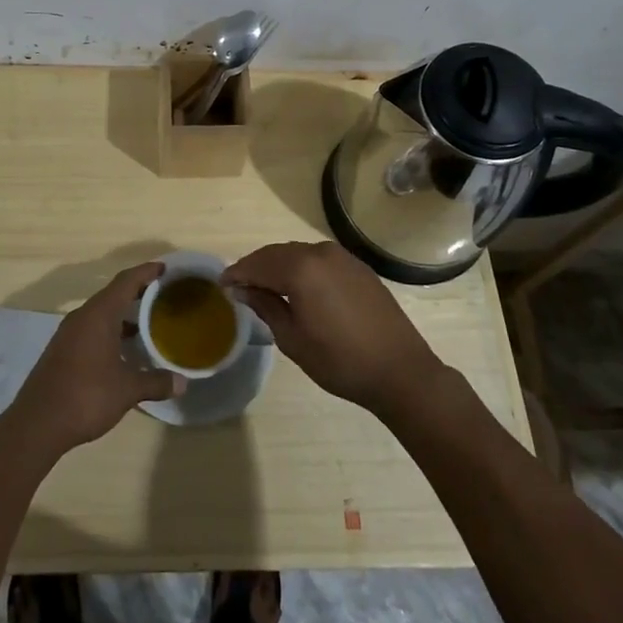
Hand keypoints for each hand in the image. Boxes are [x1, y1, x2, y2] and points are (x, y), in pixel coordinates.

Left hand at [6, 262, 183, 456]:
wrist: (37, 424)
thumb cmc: (86, 396)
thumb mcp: (127, 390)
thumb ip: (156, 382)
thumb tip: (183, 382)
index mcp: (99, 314)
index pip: (126, 281)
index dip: (146, 272)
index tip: (165, 268)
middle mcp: (82, 316)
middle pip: (113, 294)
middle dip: (138, 292)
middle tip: (163, 295)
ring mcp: (69, 333)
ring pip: (101, 313)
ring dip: (123, 314)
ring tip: (148, 323)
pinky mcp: (62, 349)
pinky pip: (91, 328)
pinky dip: (110, 330)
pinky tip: (123, 349)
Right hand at [223, 241, 445, 415]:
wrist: (400, 370)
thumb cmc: (340, 361)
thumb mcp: (292, 338)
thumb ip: (265, 306)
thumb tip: (242, 288)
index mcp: (301, 269)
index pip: (258, 264)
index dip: (238, 273)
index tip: (222, 284)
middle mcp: (320, 252)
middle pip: (277, 253)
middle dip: (256, 266)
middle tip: (239, 285)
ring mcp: (342, 257)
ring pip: (298, 254)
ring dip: (278, 266)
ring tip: (264, 286)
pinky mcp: (357, 267)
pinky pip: (318, 259)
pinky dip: (301, 268)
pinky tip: (297, 286)